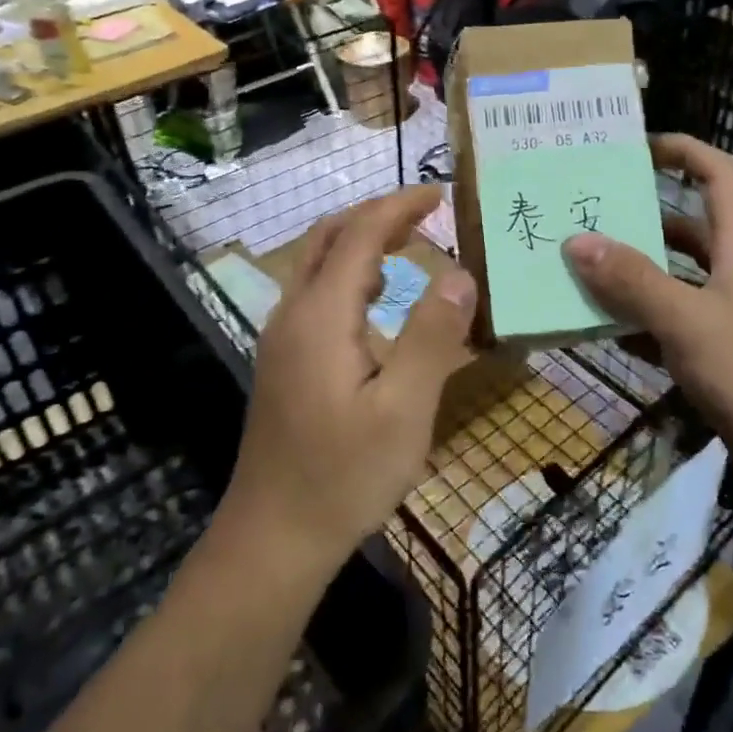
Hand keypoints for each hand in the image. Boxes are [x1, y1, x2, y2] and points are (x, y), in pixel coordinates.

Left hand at [221, 187, 477, 571]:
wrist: (273, 538)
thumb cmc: (344, 476)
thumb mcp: (404, 410)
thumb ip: (432, 337)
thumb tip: (459, 276)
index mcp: (321, 314)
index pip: (359, 234)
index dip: (398, 205)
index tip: (439, 194)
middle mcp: (293, 313)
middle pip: (329, 238)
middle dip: (376, 215)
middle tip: (425, 213)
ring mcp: (281, 338)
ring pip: (317, 265)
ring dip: (361, 242)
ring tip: (408, 246)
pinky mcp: (282, 361)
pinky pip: (315, 294)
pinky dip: (349, 274)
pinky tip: (377, 301)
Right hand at [561, 134, 732, 507]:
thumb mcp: (689, 322)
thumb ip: (633, 281)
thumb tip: (576, 240)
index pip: (720, 175)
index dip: (683, 150)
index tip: (635, 147)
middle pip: (689, 227)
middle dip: (640, 217)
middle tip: (585, 213)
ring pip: (677, 279)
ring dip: (634, 273)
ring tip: (579, 267)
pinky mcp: (725, 358)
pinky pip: (674, 325)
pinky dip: (641, 322)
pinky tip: (602, 329)